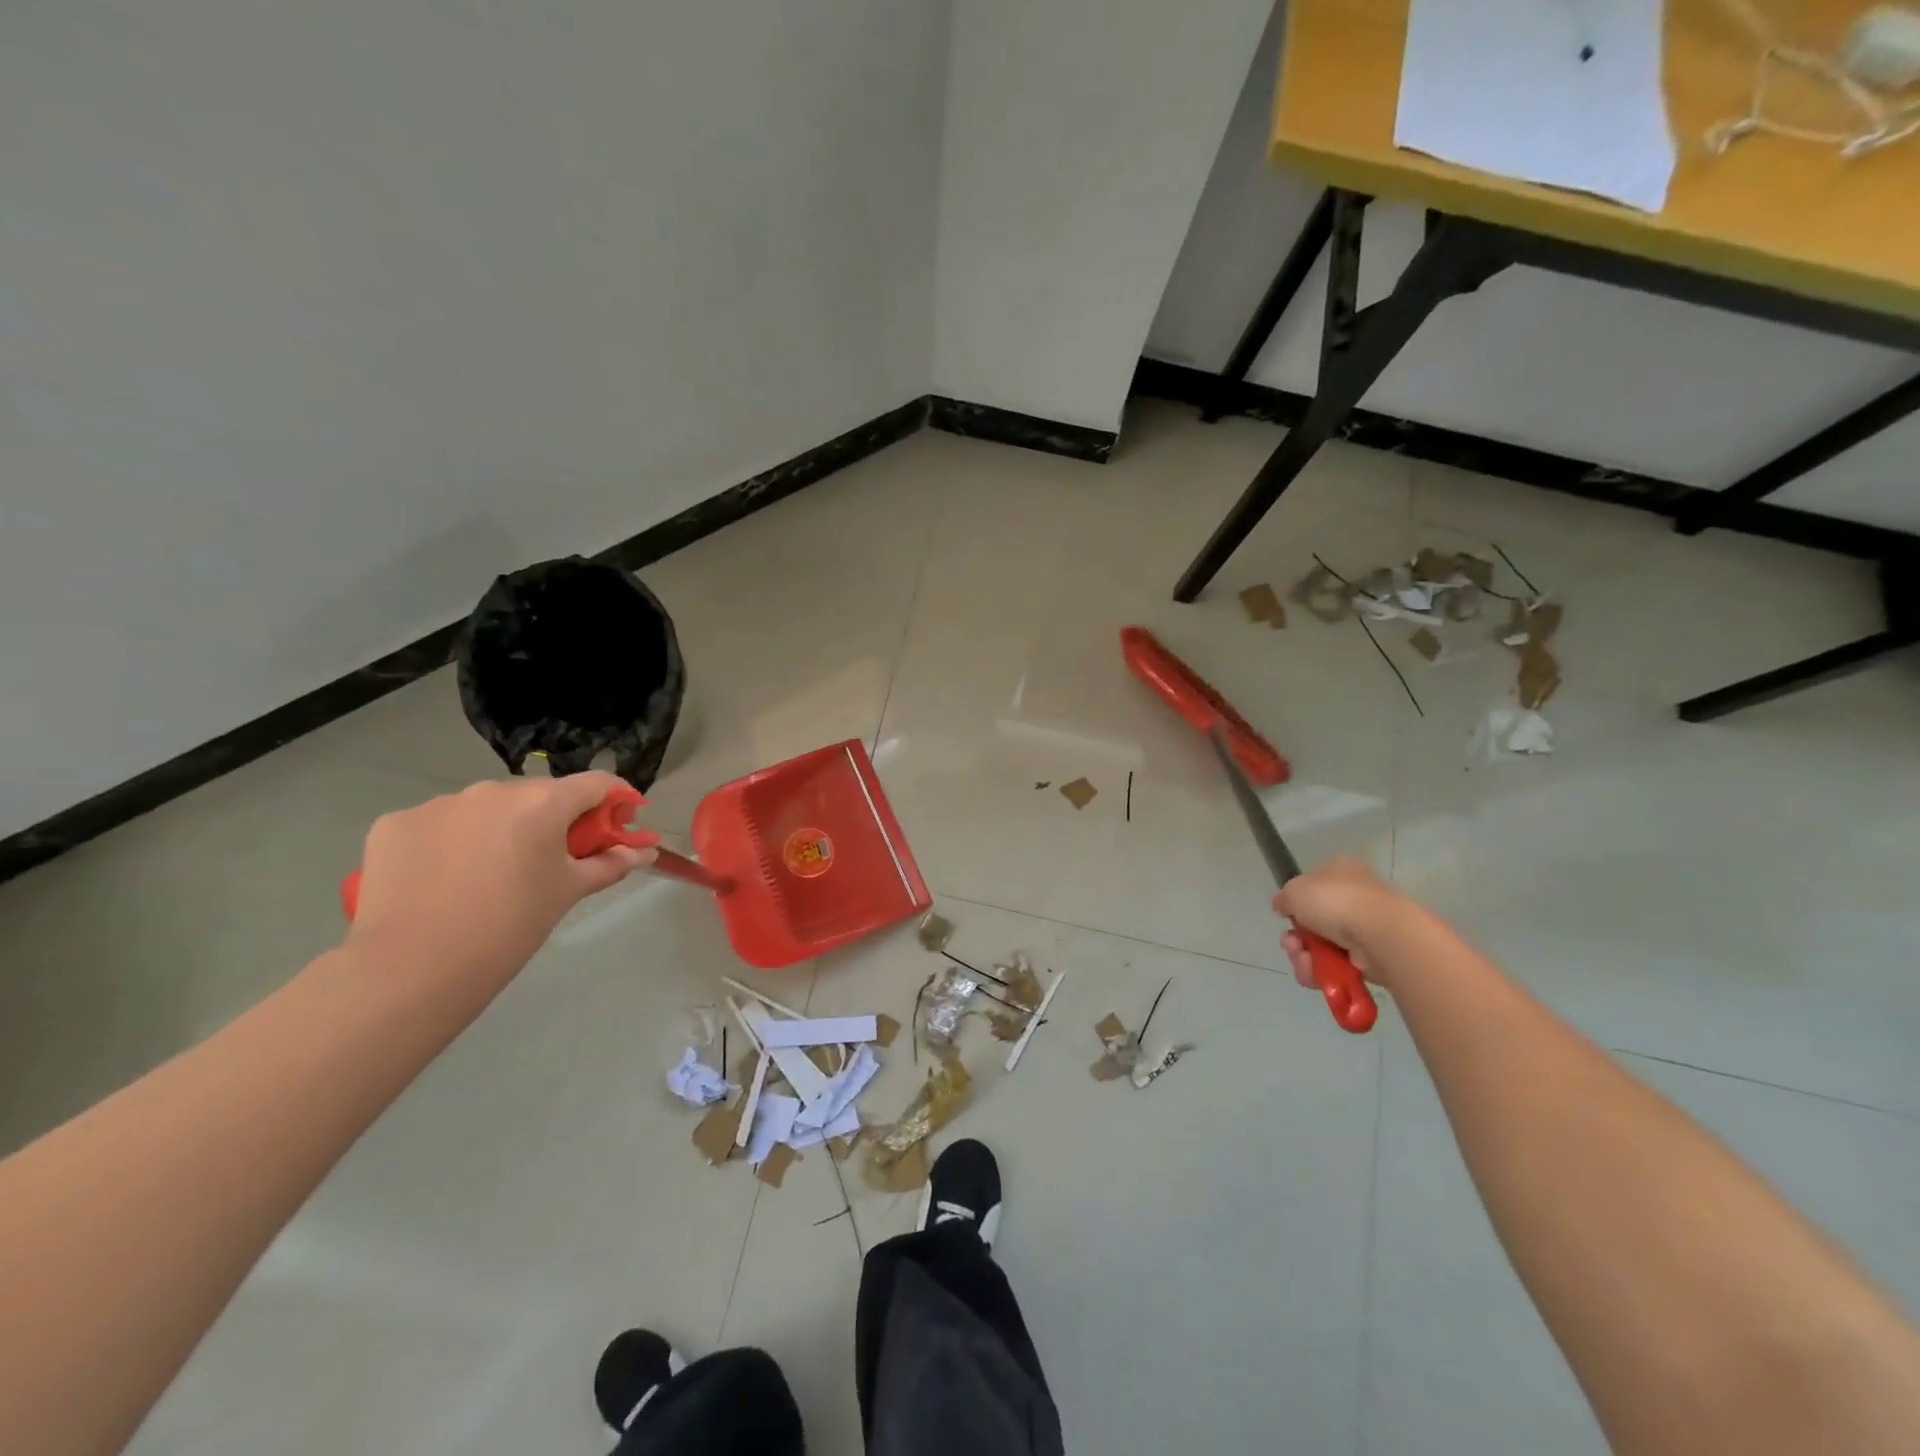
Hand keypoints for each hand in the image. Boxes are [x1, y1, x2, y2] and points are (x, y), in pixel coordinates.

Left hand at [345, 774, 653, 983]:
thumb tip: (645, 852)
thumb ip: (610, 864)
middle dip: (555, 819)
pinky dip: (452, 842)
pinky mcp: (395, 823)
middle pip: (539, 795)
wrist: (412, 968)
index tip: (621, 825)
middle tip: (555, 860)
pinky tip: (446, 879)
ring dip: (500, 828)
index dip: (616, 801)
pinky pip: (439, 824)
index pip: (596, 784)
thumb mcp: (568, 892)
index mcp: (543, 802)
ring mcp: (439, 803)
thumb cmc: (510, 926)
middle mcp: (492, 789)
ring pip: (486, 808)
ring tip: (492, 874)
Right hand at [1273, 856, 1405, 991]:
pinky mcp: (1371, 959)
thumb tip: (1284, 907)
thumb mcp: (1294, 890)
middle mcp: (1354, 897)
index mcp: (1341, 871)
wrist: (1380, 935)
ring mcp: (1364, 929)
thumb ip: (1284, 898)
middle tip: (1291, 943)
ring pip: (1321, 946)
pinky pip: (1336, 966)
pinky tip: (1315, 972)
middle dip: (1297, 936)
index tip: (1286, 914)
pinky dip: (1321, 972)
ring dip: (1304, 955)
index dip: (1296, 902)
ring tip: (1303, 959)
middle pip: (1314, 921)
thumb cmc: (1335, 901)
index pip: (1312, 885)